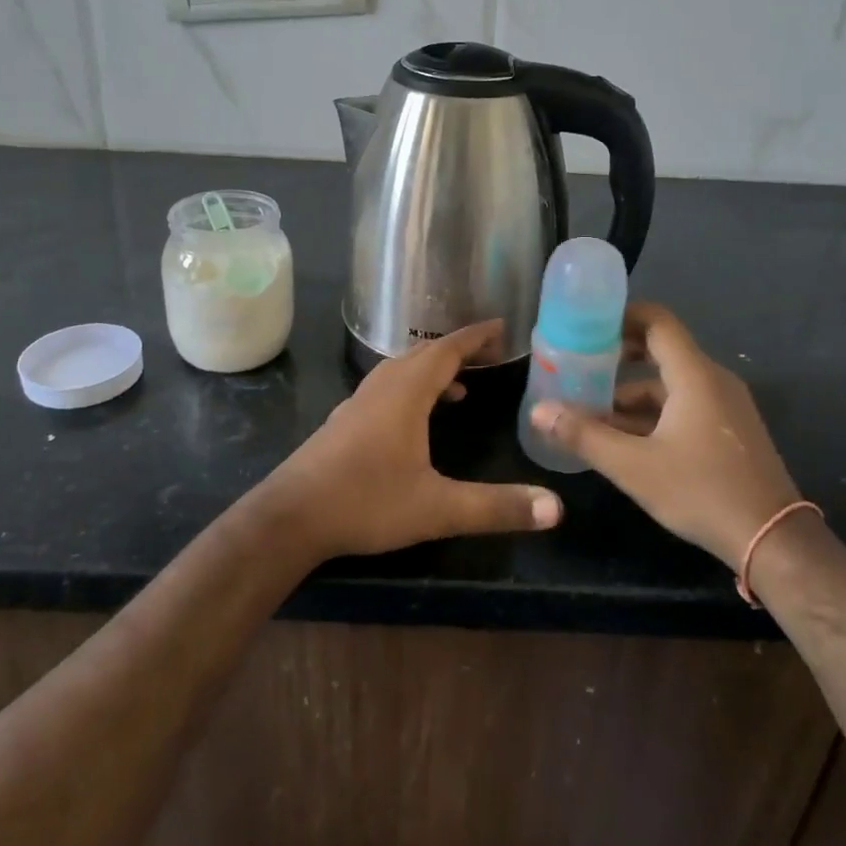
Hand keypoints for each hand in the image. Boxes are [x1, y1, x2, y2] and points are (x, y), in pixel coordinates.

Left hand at [265, 321, 562, 560]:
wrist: (289, 518)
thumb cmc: (365, 502)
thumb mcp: (437, 509)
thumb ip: (496, 507)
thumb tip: (556, 508)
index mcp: (405, 394)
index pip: (446, 351)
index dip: (474, 337)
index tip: (501, 327)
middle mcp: (381, 389)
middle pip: (422, 355)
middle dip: (457, 351)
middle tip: (488, 355)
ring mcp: (358, 404)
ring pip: (400, 372)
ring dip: (432, 371)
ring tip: (459, 389)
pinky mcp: (344, 423)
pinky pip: (385, 390)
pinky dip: (410, 390)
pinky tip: (415, 421)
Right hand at [531, 303, 797, 568]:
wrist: (774, 541)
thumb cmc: (702, 492)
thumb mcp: (633, 466)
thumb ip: (584, 436)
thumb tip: (539, 411)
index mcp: (695, 376)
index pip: (657, 322)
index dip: (622, 315)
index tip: (587, 324)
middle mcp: (713, 381)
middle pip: (661, 351)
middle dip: (618, 357)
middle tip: (579, 366)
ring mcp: (725, 407)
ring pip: (670, 385)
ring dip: (631, 394)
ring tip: (591, 412)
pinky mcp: (729, 431)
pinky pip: (684, 406)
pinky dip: (652, 413)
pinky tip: (625, 440)